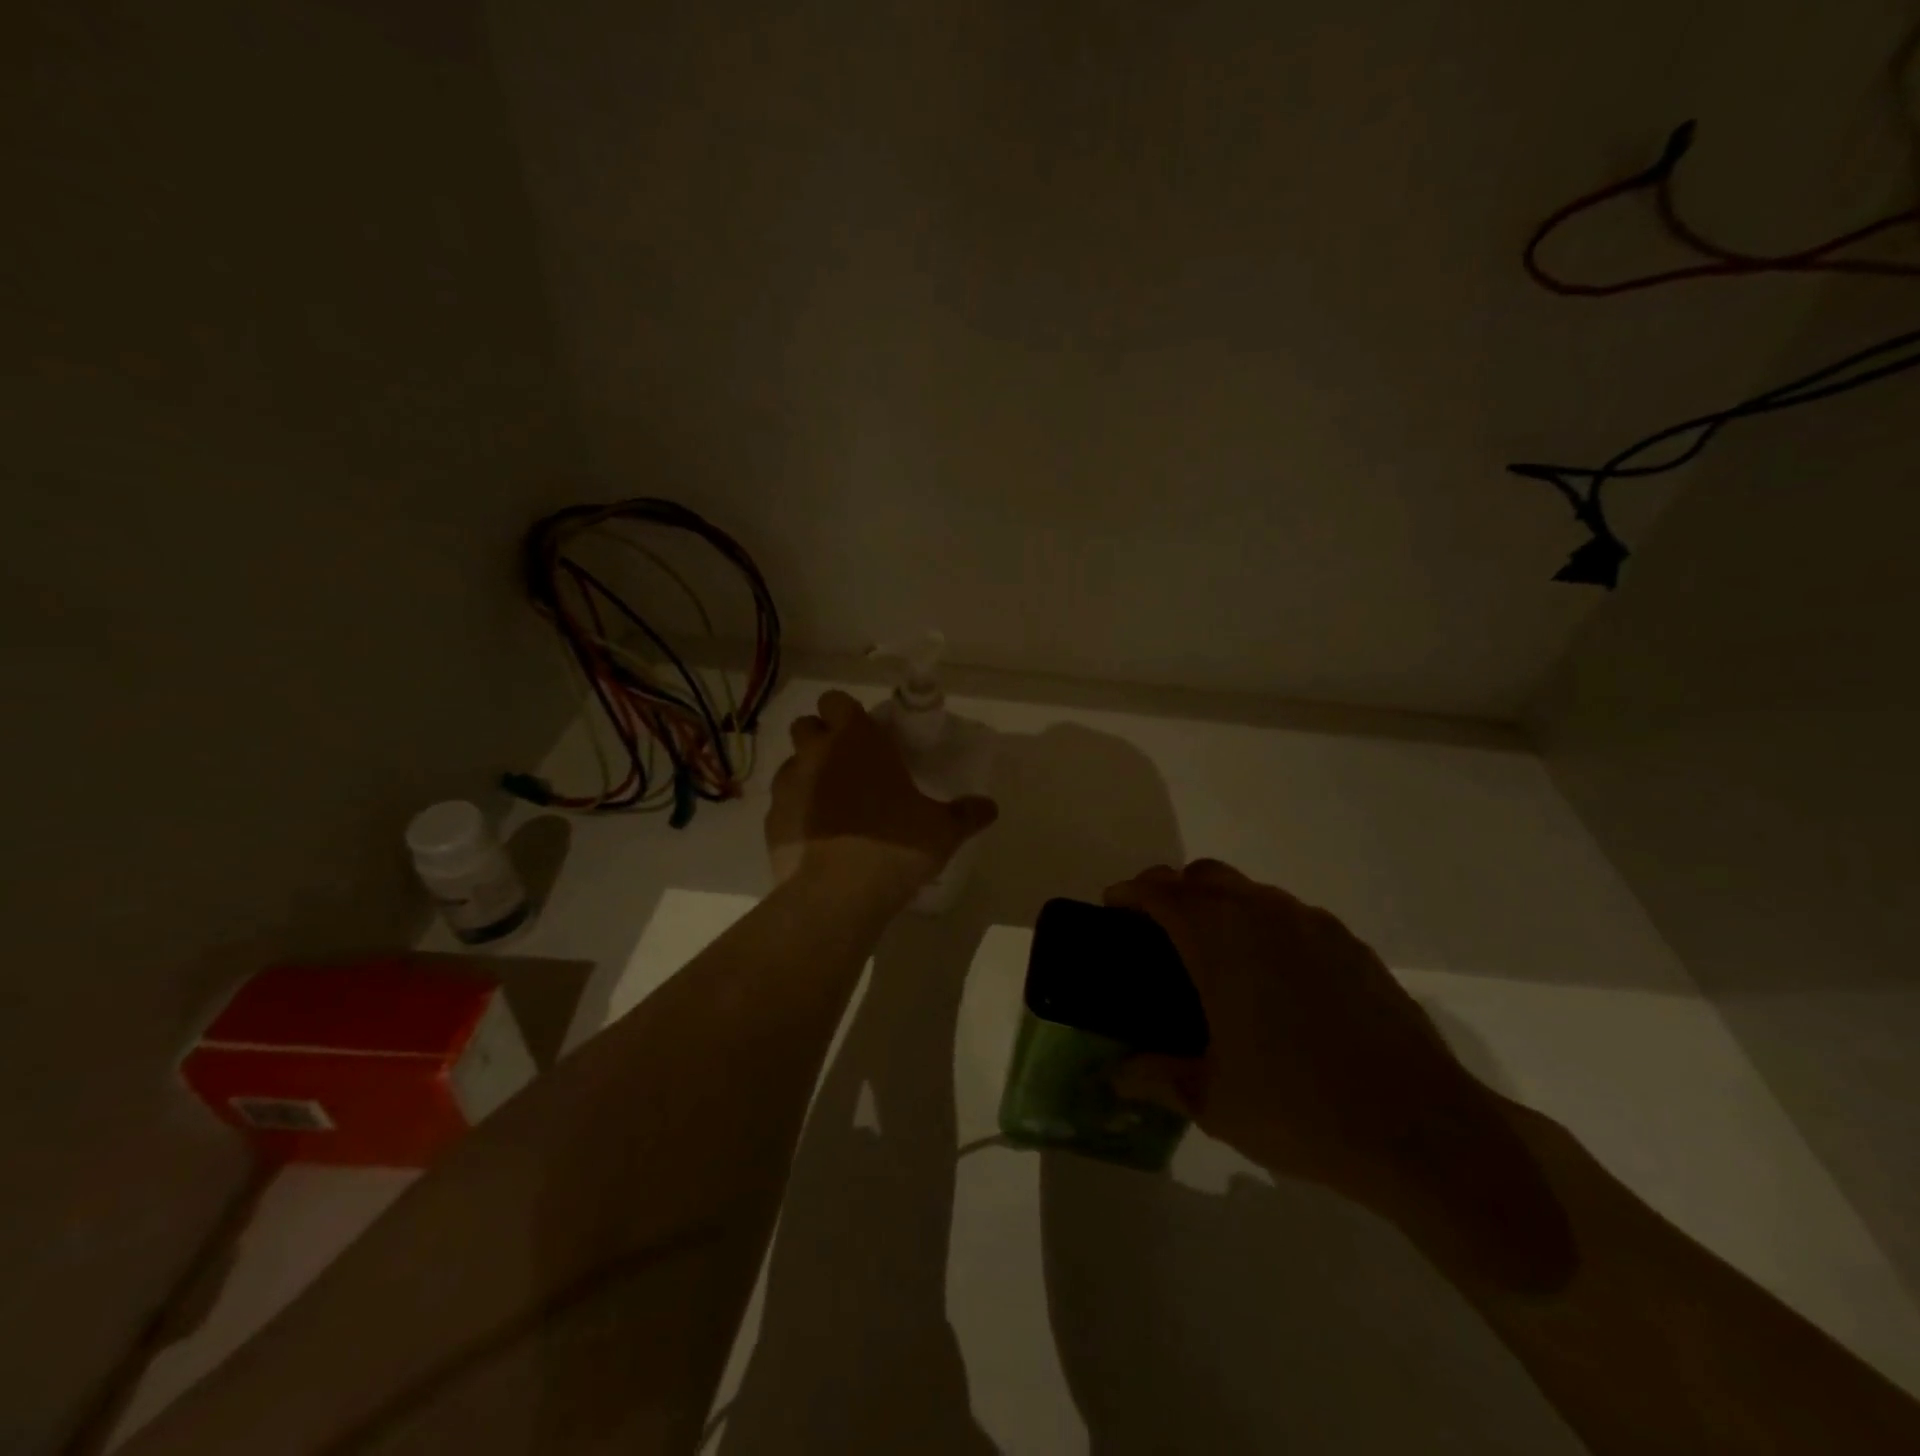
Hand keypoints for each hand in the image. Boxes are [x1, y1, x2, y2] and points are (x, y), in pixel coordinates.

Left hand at [764, 690, 998, 903]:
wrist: (837, 896)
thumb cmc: (894, 846)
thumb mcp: (942, 831)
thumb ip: (966, 814)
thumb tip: (990, 807)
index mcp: (856, 740)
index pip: (836, 700)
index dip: (847, 713)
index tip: (864, 734)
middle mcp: (816, 753)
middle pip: (806, 725)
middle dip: (822, 737)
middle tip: (849, 764)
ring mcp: (787, 786)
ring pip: (791, 763)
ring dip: (808, 774)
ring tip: (833, 803)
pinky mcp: (771, 821)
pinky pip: (782, 803)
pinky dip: (797, 811)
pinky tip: (817, 836)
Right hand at [1108, 860, 1572, 1290]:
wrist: (1423, 1131)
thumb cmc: (1300, 1109)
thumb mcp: (1211, 1100)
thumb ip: (1154, 1077)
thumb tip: (1113, 1076)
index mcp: (1219, 939)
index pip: (1159, 891)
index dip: (1129, 893)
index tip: (1112, 909)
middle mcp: (1264, 915)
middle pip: (1204, 875)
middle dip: (1172, 892)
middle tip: (1158, 933)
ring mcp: (1314, 925)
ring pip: (1250, 892)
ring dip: (1221, 907)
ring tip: (1216, 959)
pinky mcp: (1352, 945)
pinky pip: (1292, 917)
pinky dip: (1266, 928)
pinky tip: (1275, 982)